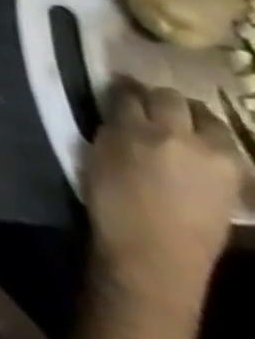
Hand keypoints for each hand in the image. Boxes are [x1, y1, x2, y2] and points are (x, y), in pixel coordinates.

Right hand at [84, 80, 242, 293]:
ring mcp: (216, 155)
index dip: (121, 89)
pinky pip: (225, 142)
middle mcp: (179, 135)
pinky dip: (211, 138)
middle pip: (172, 98)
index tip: (116, 89)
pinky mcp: (238, 174)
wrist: (157, 249)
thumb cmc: (113, 200)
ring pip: (207, 117)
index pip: (128, 93)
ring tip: (179, 127)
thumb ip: (114, 128)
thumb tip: (120, 109)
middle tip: (148, 107)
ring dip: (191, 116)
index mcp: (135, 130)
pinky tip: (200, 148)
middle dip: (159, 99)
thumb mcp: (100, 156)